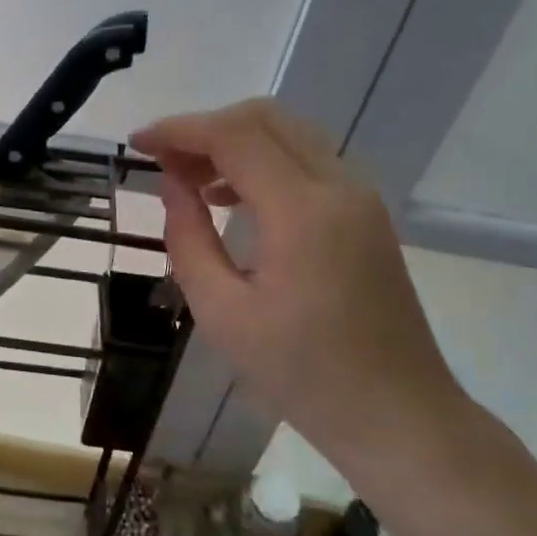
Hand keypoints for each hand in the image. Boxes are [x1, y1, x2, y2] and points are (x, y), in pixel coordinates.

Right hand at [131, 99, 462, 464]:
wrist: (398, 416)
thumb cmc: (302, 375)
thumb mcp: (223, 313)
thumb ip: (188, 238)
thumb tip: (172, 184)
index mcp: (303, 212)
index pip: (234, 136)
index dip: (180, 130)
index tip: (138, 143)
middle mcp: (339, 187)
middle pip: (264, 119)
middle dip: (205, 128)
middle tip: (163, 161)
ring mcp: (360, 197)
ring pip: (288, 133)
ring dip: (234, 141)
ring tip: (188, 179)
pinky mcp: (365, 214)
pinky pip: (306, 160)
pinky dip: (262, 160)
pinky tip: (230, 197)